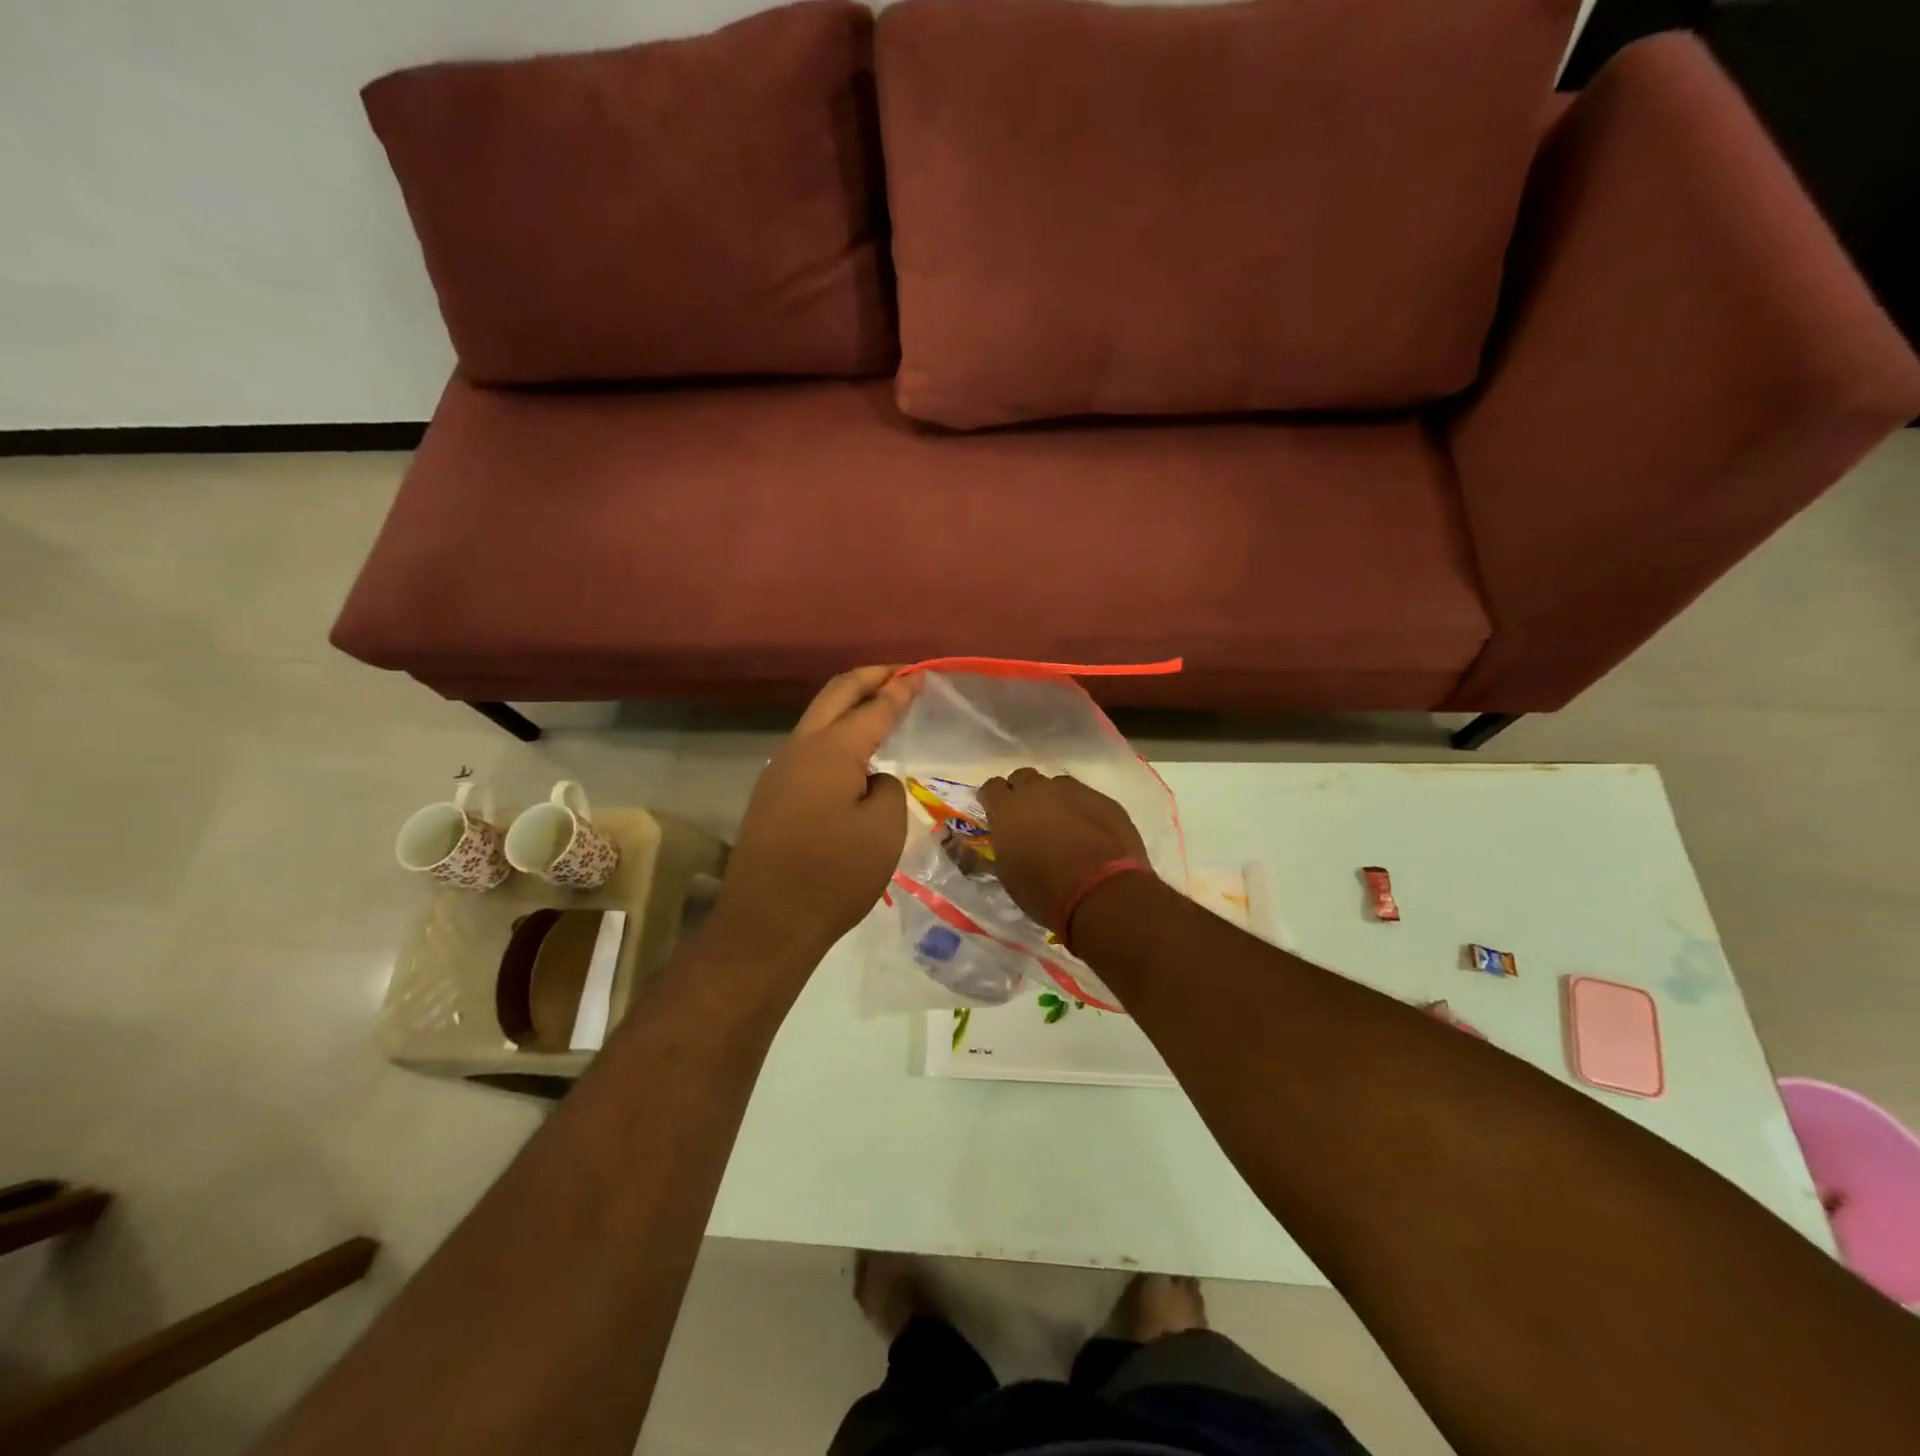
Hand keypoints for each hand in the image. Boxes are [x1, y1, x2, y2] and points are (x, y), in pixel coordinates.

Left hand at [714, 667, 920, 966]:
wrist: (767, 923)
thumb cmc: (834, 876)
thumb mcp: (883, 831)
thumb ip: (887, 790)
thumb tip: (871, 780)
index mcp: (831, 751)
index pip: (873, 708)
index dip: (899, 689)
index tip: (920, 673)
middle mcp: (800, 749)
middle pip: (835, 695)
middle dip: (868, 679)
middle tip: (898, 673)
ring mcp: (779, 771)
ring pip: (817, 720)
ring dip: (847, 705)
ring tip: (877, 706)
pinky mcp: (771, 795)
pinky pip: (808, 748)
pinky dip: (834, 734)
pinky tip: (851, 753)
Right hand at [978, 769, 1150, 931]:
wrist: (1101, 893)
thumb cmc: (1044, 890)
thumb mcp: (1008, 874)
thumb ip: (1003, 846)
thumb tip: (1005, 839)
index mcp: (1008, 808)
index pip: (991, 788)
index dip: (993, 800)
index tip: (996, 814)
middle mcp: (1038, 790)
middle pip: (1024, 778)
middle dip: (1022, 793)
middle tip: (1028, 819)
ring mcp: (1074, 791)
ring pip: (1057, 785)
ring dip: (1054, 800)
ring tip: (1062, 826)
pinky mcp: (1104, 800)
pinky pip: (1086, 797)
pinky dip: (1083, 810)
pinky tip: (1090, 833)